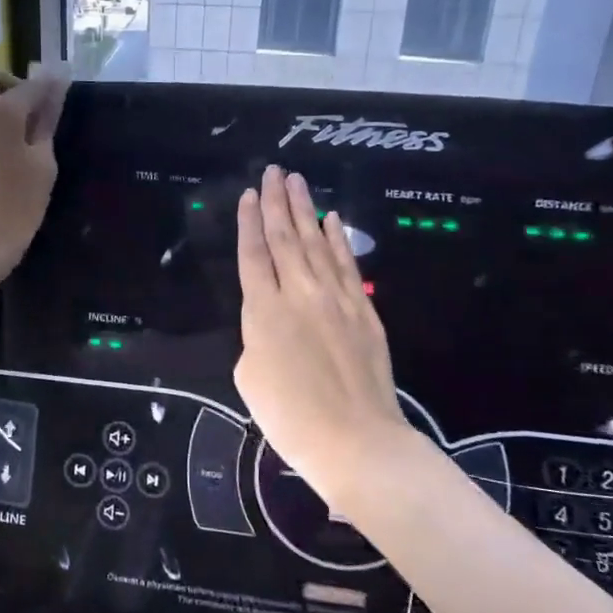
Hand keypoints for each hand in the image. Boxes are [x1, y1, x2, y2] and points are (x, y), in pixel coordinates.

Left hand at [0, 66, 65, 276]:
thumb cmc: (14, 207)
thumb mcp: (42, 165)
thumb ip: (47, 122)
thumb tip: (55, 88)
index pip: (31, 84)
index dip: (51, 87)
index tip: (65, 96)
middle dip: (13, 86)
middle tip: (34, 117)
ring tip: (22, 140)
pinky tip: (3, 153)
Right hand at [234, 166, 410, 493]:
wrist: (355, 441)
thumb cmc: (290, 417)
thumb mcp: (249, 376)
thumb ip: (255, 337)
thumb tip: (271, 323)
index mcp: (264, 311)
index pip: (253, 254)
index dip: (248, 222)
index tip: (247, 193)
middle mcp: (300, 294)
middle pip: (286, 238)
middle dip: (276, 202)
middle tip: (274, 171)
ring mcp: (337, 299)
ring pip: (318, 243)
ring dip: (306, 209)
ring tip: (298, 181)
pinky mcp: (365, 311)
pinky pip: (348, 265)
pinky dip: (339, 239)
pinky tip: (332, 219)